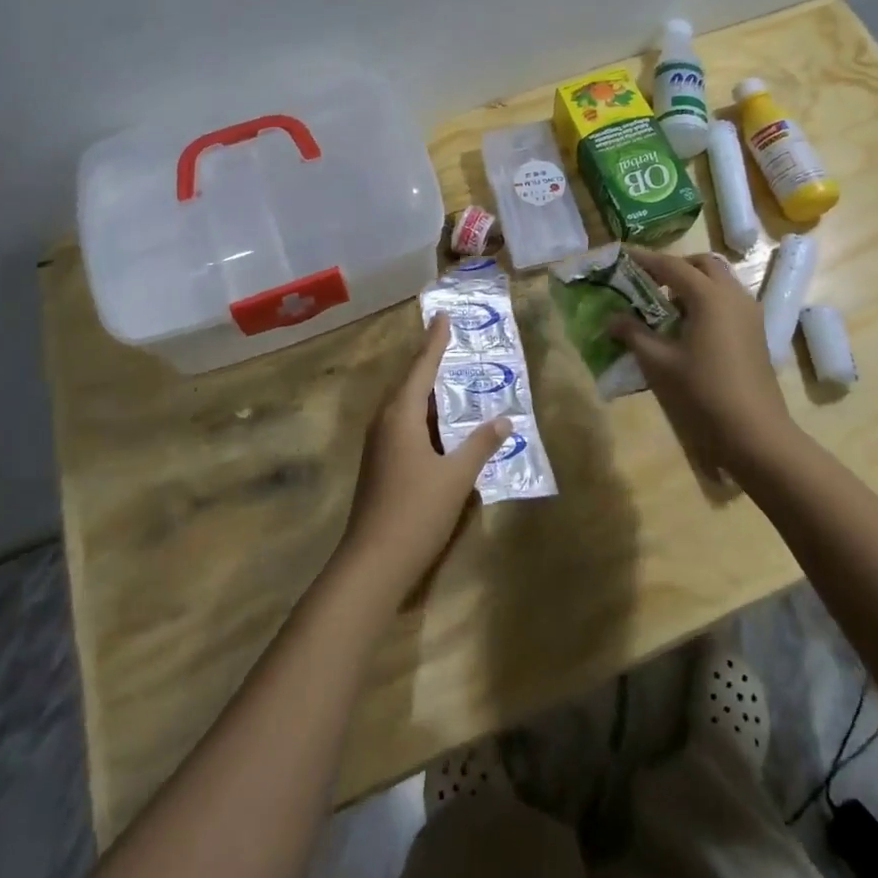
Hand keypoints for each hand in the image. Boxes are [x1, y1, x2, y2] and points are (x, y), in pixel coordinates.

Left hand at [336, 316, 510, 601]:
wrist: (372, 562)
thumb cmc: (417, 511)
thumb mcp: (457, 477)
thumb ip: (480, 445)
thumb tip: (504, 419)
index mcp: (401, 415)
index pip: (422, 367)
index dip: (435, 341)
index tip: (442, 316)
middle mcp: (385, 421)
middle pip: (409, 382)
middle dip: (430, 362)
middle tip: (451, 342)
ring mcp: (379, 443)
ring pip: (405, 405)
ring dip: (427, 390)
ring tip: (450, 378)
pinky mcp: (379, 462)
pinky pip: (403, 423)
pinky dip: (423, 414)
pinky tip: (439, 424)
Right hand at [608, 247, 794, 475]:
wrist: (755, 433)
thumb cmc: (703, 393)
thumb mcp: (659, 363)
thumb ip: (634, 334)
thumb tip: (612, 318)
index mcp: (709, 296)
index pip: (672, 265)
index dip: (645, 259)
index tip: (623, 255)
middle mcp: (733, 295)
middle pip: (702, 264)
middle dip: (675, 266)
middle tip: (649, 280)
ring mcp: (750, 313)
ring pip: (719, 281)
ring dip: (693, 283)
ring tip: (666, 305)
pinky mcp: (756, 332)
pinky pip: (728, 300)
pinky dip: (707, 300)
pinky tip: (688, 326)